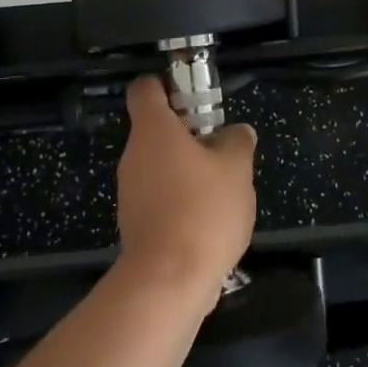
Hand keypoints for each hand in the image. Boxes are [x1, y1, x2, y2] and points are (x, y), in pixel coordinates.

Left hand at [114, 76, 257, 315]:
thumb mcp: (237, 169)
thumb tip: (237, 132)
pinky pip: (159, 196)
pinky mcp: (134, 222)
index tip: (194, 96)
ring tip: (221, 188)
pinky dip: (180, 199)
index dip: (167, 85)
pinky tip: (207, 218)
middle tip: (222, 147)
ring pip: (159, 165)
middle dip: (188, 134)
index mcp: (153, 130)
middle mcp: (134, 155)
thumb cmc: (203, 210)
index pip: (145, 88)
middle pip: (156, 129)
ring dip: (187, 169)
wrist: (168, 281)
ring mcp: (130, 191)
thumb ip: (238, 142)